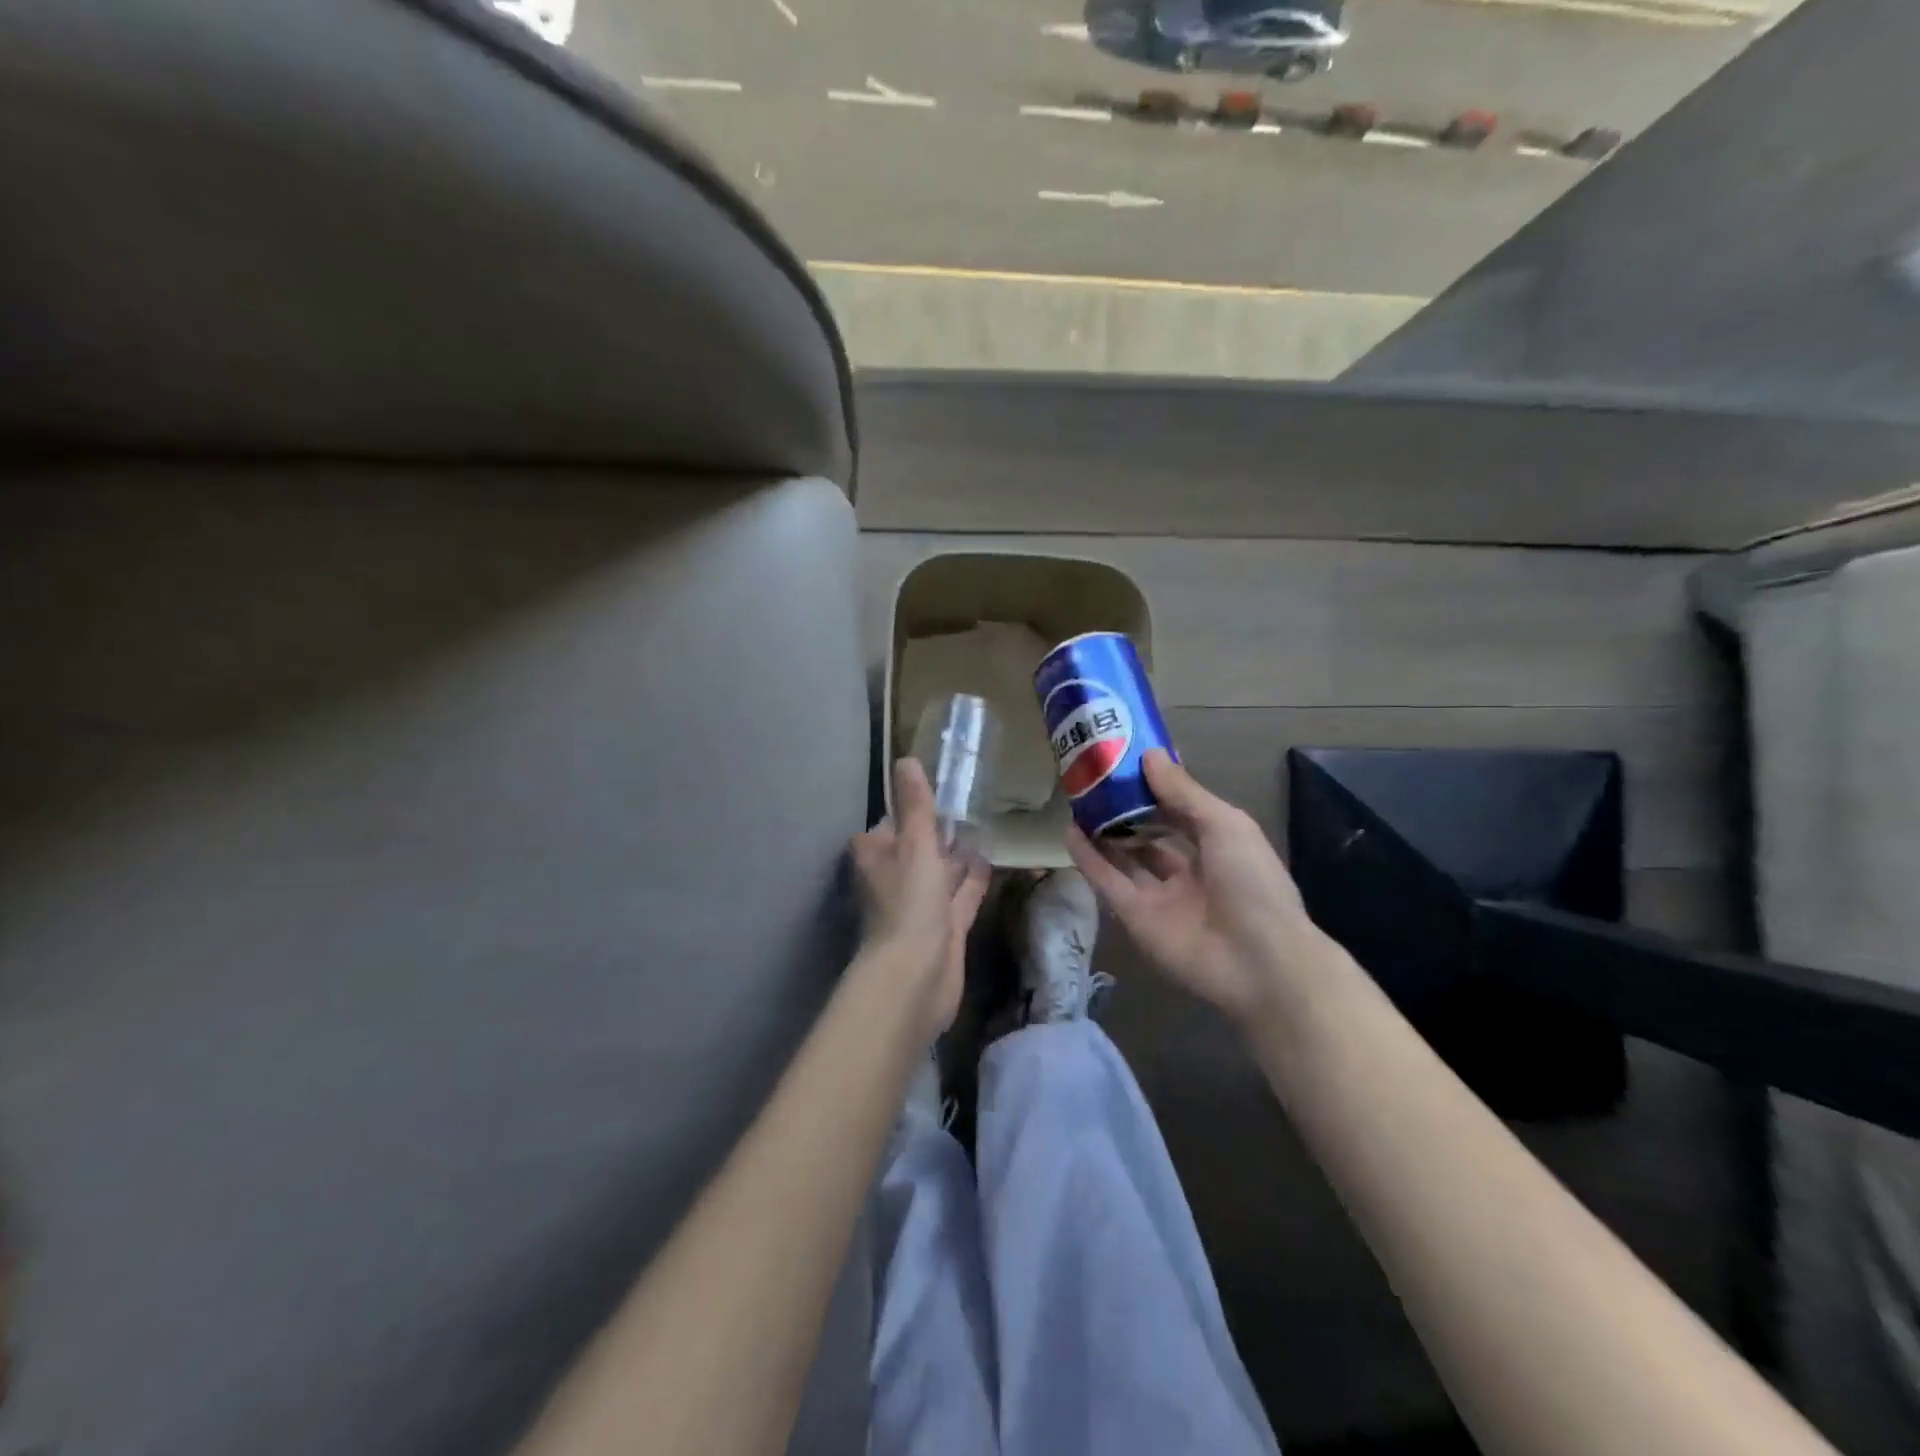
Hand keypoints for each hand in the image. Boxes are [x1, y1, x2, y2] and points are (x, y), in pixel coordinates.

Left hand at [850, 758, 990, 1036]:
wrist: (916, 977)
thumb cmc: (909, 902)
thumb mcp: (914, 844)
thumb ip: (915, 805)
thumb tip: (906, 759)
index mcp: (876, 856)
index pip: (891, 823)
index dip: (911, 808)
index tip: (939, 789)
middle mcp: (893, 878)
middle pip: (917, 848)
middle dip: (939, 832)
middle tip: (972, 803)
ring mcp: (919, 905)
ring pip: (941, 872)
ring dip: (958, 856)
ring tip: (987, 826)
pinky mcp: (943, 927)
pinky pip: (961, 895)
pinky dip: (973, 881)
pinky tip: (993, 861)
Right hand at [1068, 750, 1327, 1022]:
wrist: (1257, 961)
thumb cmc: (1251, 882)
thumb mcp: (1224, 825)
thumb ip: (1183, 793)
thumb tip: (1149, 755)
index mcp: (1218, 846)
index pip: (1181, 811)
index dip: (1157, 787)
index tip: (1128, 760)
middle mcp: (1188, 870)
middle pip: (1150, 835)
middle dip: (1127, 810)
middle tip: (1095, 779)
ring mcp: (1160, 896)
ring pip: (1125, 858)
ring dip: (1104, 832)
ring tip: (1077, 800)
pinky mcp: (1135, 918)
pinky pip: (1108, 882)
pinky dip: (1089, 859)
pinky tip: (1070, 832)